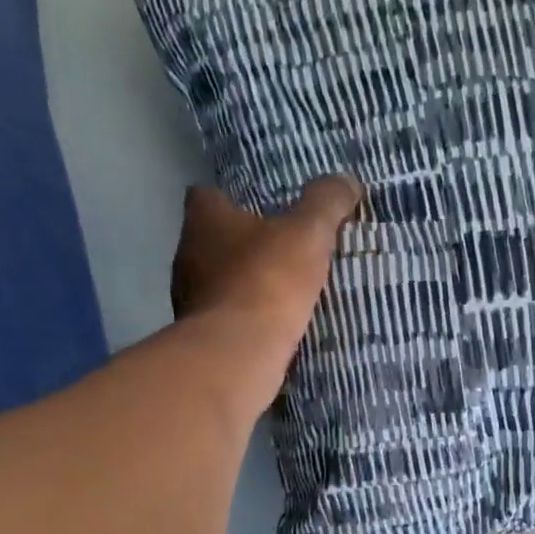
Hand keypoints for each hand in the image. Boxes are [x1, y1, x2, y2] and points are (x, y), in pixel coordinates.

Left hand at [172, 174, 360, 332]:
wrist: (237, 353)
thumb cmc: (267, 281)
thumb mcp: (308, 234)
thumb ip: (326, 204)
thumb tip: (347, 180)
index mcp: (204, 220)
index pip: (205, 194)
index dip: (230, 197)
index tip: (259, 207)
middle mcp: (187, 255)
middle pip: (210, 240)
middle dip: (239, 245)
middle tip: (278, 250)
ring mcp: (188, 300)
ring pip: (215, 283)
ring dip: (241, 286)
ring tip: (278, 292)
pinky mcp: (200, 337)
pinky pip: (224, 320)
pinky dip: (243, 320)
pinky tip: (270, 327)